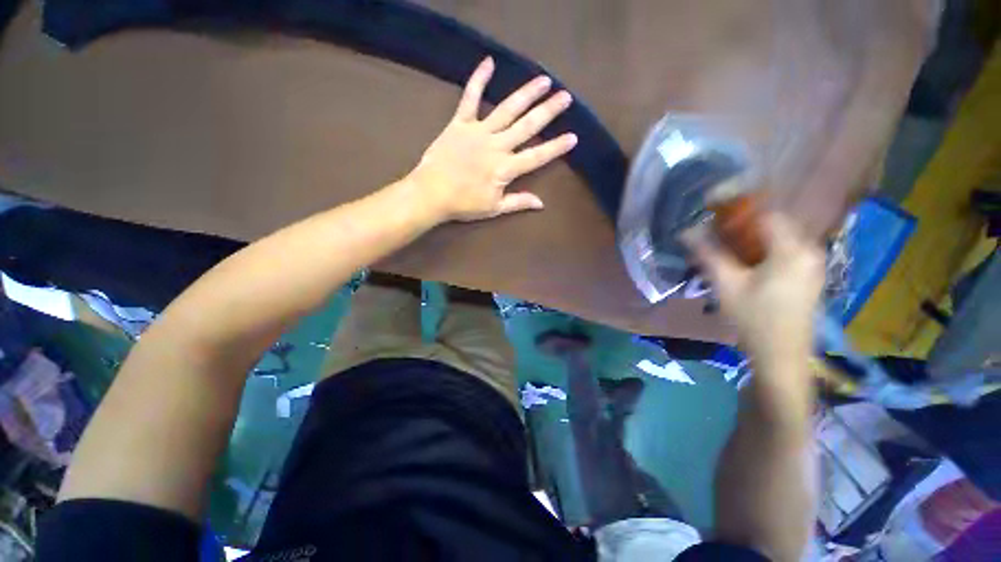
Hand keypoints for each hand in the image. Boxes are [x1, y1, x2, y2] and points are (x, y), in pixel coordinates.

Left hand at [407, 57, 578, 221]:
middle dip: (548, 111)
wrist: (431, 193)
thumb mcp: (494, 208)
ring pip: (507, 109)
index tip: (573, 137)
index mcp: (505, 168)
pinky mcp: (460, 123)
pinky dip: (478, 79)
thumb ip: (518, 202)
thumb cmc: (464, 203)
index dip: (556, 147)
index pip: (537, 156)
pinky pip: (470, 98)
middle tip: (566, 97)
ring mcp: (479, 131)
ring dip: (526, 94)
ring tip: (543, 80)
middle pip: (527, 126)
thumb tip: (541, 203)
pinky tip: (489, 62)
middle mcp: (497, 145)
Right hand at [683, 213, 823, 370]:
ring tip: (727, 247)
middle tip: (716, 233)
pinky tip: (746, 262)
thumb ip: (708, 253)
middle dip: (744, 224)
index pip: (766, 213)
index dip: (738, 209)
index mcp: (793, 249)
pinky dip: (764, 248)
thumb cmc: (753, 319)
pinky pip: (786, 250)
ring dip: (753, 237)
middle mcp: (810, 250)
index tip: (713, 212)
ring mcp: (813, 263)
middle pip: (775, 223)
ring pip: (780, 237)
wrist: (781, 356)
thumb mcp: (726, 284)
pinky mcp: (810, 275)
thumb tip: (687, 231)